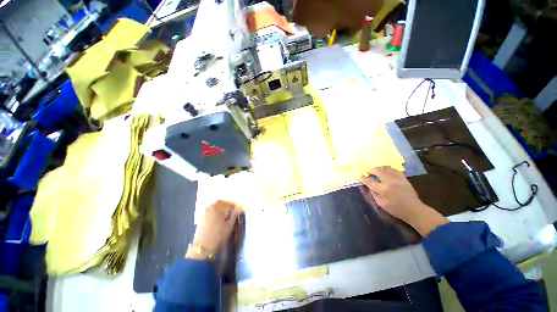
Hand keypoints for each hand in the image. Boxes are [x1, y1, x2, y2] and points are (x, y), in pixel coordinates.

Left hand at [187, 200, 241, 259]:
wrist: (202, 248)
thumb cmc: (218, 237)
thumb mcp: (229, 226)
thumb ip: (234, 216)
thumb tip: (238, 210)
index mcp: (218, 209)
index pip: (228, 204)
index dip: (235, 206)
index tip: (238, 210)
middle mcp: (210, 209)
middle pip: (220, 202)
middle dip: (227, 204)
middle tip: (232, 208)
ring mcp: (204, 213)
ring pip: (213, 206)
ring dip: (220, 207)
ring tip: (225, 212)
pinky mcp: (201, 219)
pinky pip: (209, 210)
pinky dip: (214, 210)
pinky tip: (217, 216)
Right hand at [360, 166, 448, 235]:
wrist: (414, 210)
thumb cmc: (396, 209)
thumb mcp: (381, 204)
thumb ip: (374, 194)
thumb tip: (369, 186)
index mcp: (383, 189)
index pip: (370, 181)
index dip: (363, 178)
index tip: (360, 175)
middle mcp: (389, 181)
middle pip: (377, 171)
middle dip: (371, 170)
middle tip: (369, 172)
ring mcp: (397, 178)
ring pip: (385, 168)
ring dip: (379, 168)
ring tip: (376, 171)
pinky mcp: (403, 178)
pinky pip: (394, 170)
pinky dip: (388, 169)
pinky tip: (386, 171)